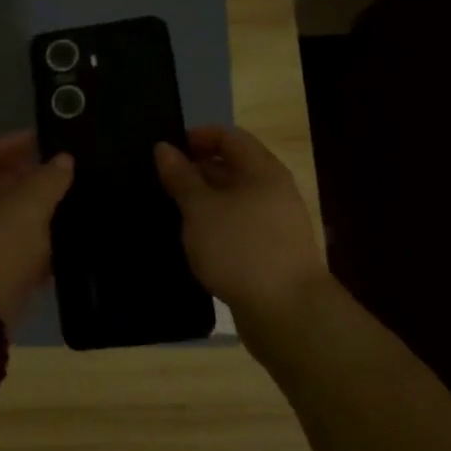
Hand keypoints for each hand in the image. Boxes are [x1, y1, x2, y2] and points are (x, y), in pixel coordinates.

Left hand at [0, 130, 73, 327]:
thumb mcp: (28, 206)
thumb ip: (49, 179)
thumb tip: (63, 160)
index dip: (16, 141)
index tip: (48, 140)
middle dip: (32, 177)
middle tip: (67, 172)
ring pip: (10, 217)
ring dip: (39, 211)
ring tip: (74, 203)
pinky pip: (16, 249)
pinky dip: (38, 244)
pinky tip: (66, 243)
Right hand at [155, 125, 330, 344]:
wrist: (288, 313)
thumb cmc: (240, 249)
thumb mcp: (201, 209)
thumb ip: (181, 177)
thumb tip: (164, 148)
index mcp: (263, 170)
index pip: (229, 136)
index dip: (197, 137)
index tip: (166, 152)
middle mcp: (274, 191)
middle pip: (233, 167)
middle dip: (197, 171)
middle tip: (162, 183)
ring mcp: (276, 223)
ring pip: (234, 200)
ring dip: (204, 201)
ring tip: (172, 212)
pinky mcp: (272, 253)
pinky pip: (239, 226)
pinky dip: (216, 227)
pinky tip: (195, 242)